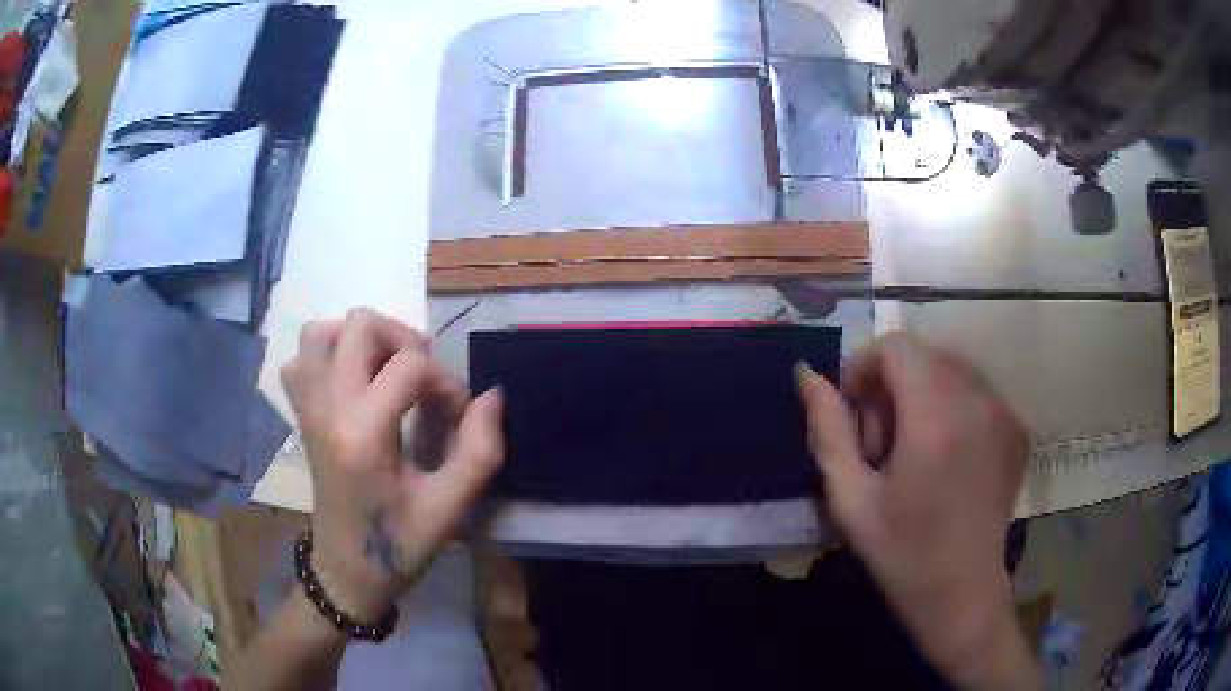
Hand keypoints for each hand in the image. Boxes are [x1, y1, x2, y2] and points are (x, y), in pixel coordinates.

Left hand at [281, 308, 503, 621]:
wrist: (347, 571)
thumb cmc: (399, 544)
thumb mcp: (450, 507)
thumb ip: (479, 450)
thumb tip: (491, 396)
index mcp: (363, 433)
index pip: (408, 364)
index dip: (444, 381)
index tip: (456, 414)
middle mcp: (328, 408)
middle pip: (359, 326)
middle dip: (402, 340)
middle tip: (422, 378)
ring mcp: (308, 408)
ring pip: (320, 333)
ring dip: (359, 340)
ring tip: (385, 369)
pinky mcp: (300, 415)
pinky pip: (301, 359)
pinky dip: (326, 355)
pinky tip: (351, 381)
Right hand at [796, 334, 1037, 689]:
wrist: (963, 593)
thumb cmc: (901, 553)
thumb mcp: (850, 498)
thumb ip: (828, 430)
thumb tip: (806, 375)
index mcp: (935, 417)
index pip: (897, 346)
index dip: (865, 366)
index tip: (854, 410)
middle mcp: (978, 401)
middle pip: (924, 355)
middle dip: (893, 384)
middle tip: (881, 441)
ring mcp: (1004, 412)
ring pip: (951, 369)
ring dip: (923, 393)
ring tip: (914, 449)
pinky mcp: (1018, 428)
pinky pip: (977, 391)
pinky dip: (952, 407)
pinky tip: (945, 457)